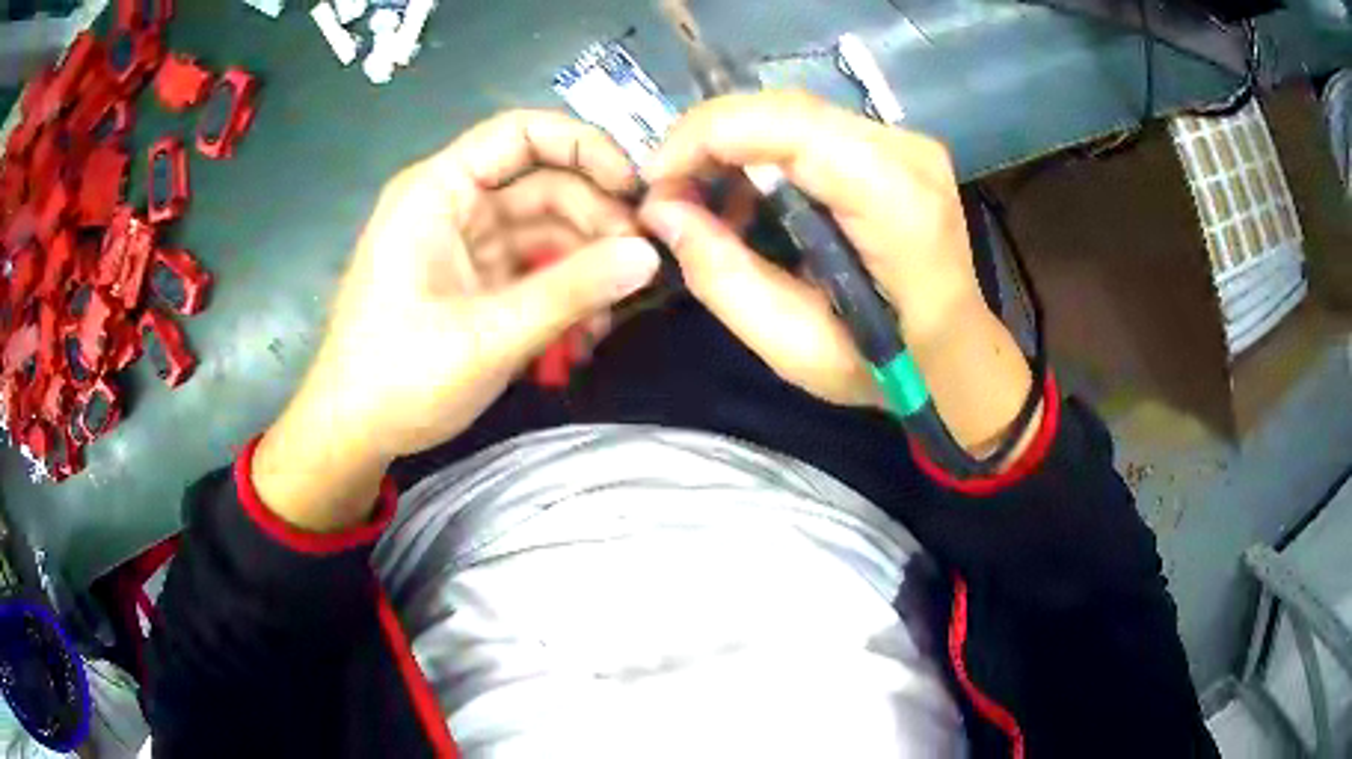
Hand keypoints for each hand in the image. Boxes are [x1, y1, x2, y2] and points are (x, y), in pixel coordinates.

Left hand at [254, 111, 660, 530]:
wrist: (352, 434)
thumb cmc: (399, 377)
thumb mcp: (488, 335)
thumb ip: (570, 292)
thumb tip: (648, 256)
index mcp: (438, 191)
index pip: (520, 134)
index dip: (584, 147)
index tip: (635, 189)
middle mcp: (454, 205)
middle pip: (544, 185)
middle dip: (596, 221)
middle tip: (640, 266)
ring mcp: (466, 245)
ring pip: (546, 231)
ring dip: (586, 267)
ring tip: (614, 314)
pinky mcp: (475, 283)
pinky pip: (533, 270)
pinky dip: (563, 294)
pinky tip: (585, 333)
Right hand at [639, 91, 1034, 454]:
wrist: (954, 355)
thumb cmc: (884, 368)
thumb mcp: (793, 346)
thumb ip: (723, 276)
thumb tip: (663, 210)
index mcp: (896, 205)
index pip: (789, 126)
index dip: (706, 136)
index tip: (656, 181)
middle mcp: (907, 154)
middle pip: (785, 107)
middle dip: (708, 137)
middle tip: (669, 190)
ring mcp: (907, 143)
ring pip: (793, 110)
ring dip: (733, 142)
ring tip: (704, 196)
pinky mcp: (896, 145)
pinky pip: (812, 125)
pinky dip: (764, 148)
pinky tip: (750, 192)